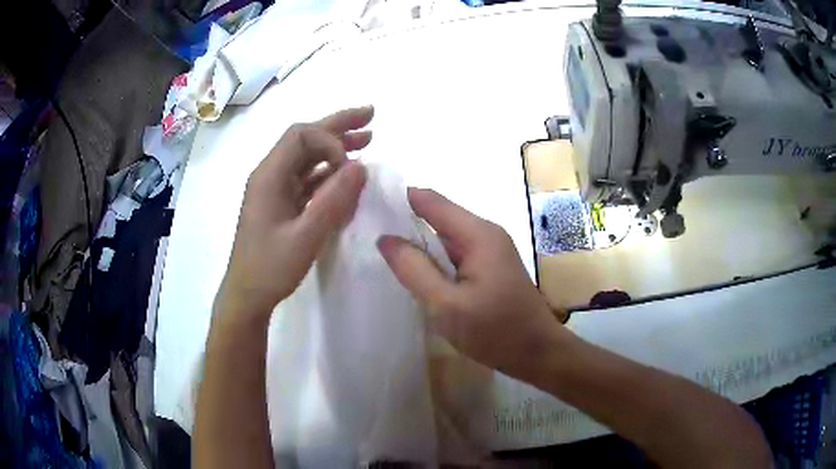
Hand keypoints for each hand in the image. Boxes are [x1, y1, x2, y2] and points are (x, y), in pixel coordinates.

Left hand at [216, 107, 372, 320]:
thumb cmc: (270, 268)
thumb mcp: (305, 237)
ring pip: (307, 157)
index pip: (300, 136)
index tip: (351, 165)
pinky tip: (347, 173)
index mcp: (268, 176)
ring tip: (367, 138)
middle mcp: (270, 175)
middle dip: (338, 125)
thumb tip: (361, 166)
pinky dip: (329, 172)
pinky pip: (307, 178)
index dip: (330, 140)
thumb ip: (333, 200)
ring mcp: (275, 189)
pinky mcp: (282, 203)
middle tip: (371, 115)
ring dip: (336, 147)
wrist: (247, 295)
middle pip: (304, 139)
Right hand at [377, 188, 572, 381]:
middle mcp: (485, 233)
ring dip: (418, 242)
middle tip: (366, 231)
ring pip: (445, 237)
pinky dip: (433, 259)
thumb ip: (414, 270)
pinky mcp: (490, 267)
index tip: (366, 203)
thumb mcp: (447, 305)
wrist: (538, 353)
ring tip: (383, 251)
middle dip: (404, 221)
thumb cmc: (495, 331)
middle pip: (438, 215)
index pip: (430, 200)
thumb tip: (385, 239)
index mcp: (477, 234)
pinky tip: (414, 271)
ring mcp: (489, 250)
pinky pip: (455, 254)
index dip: (398, 197)